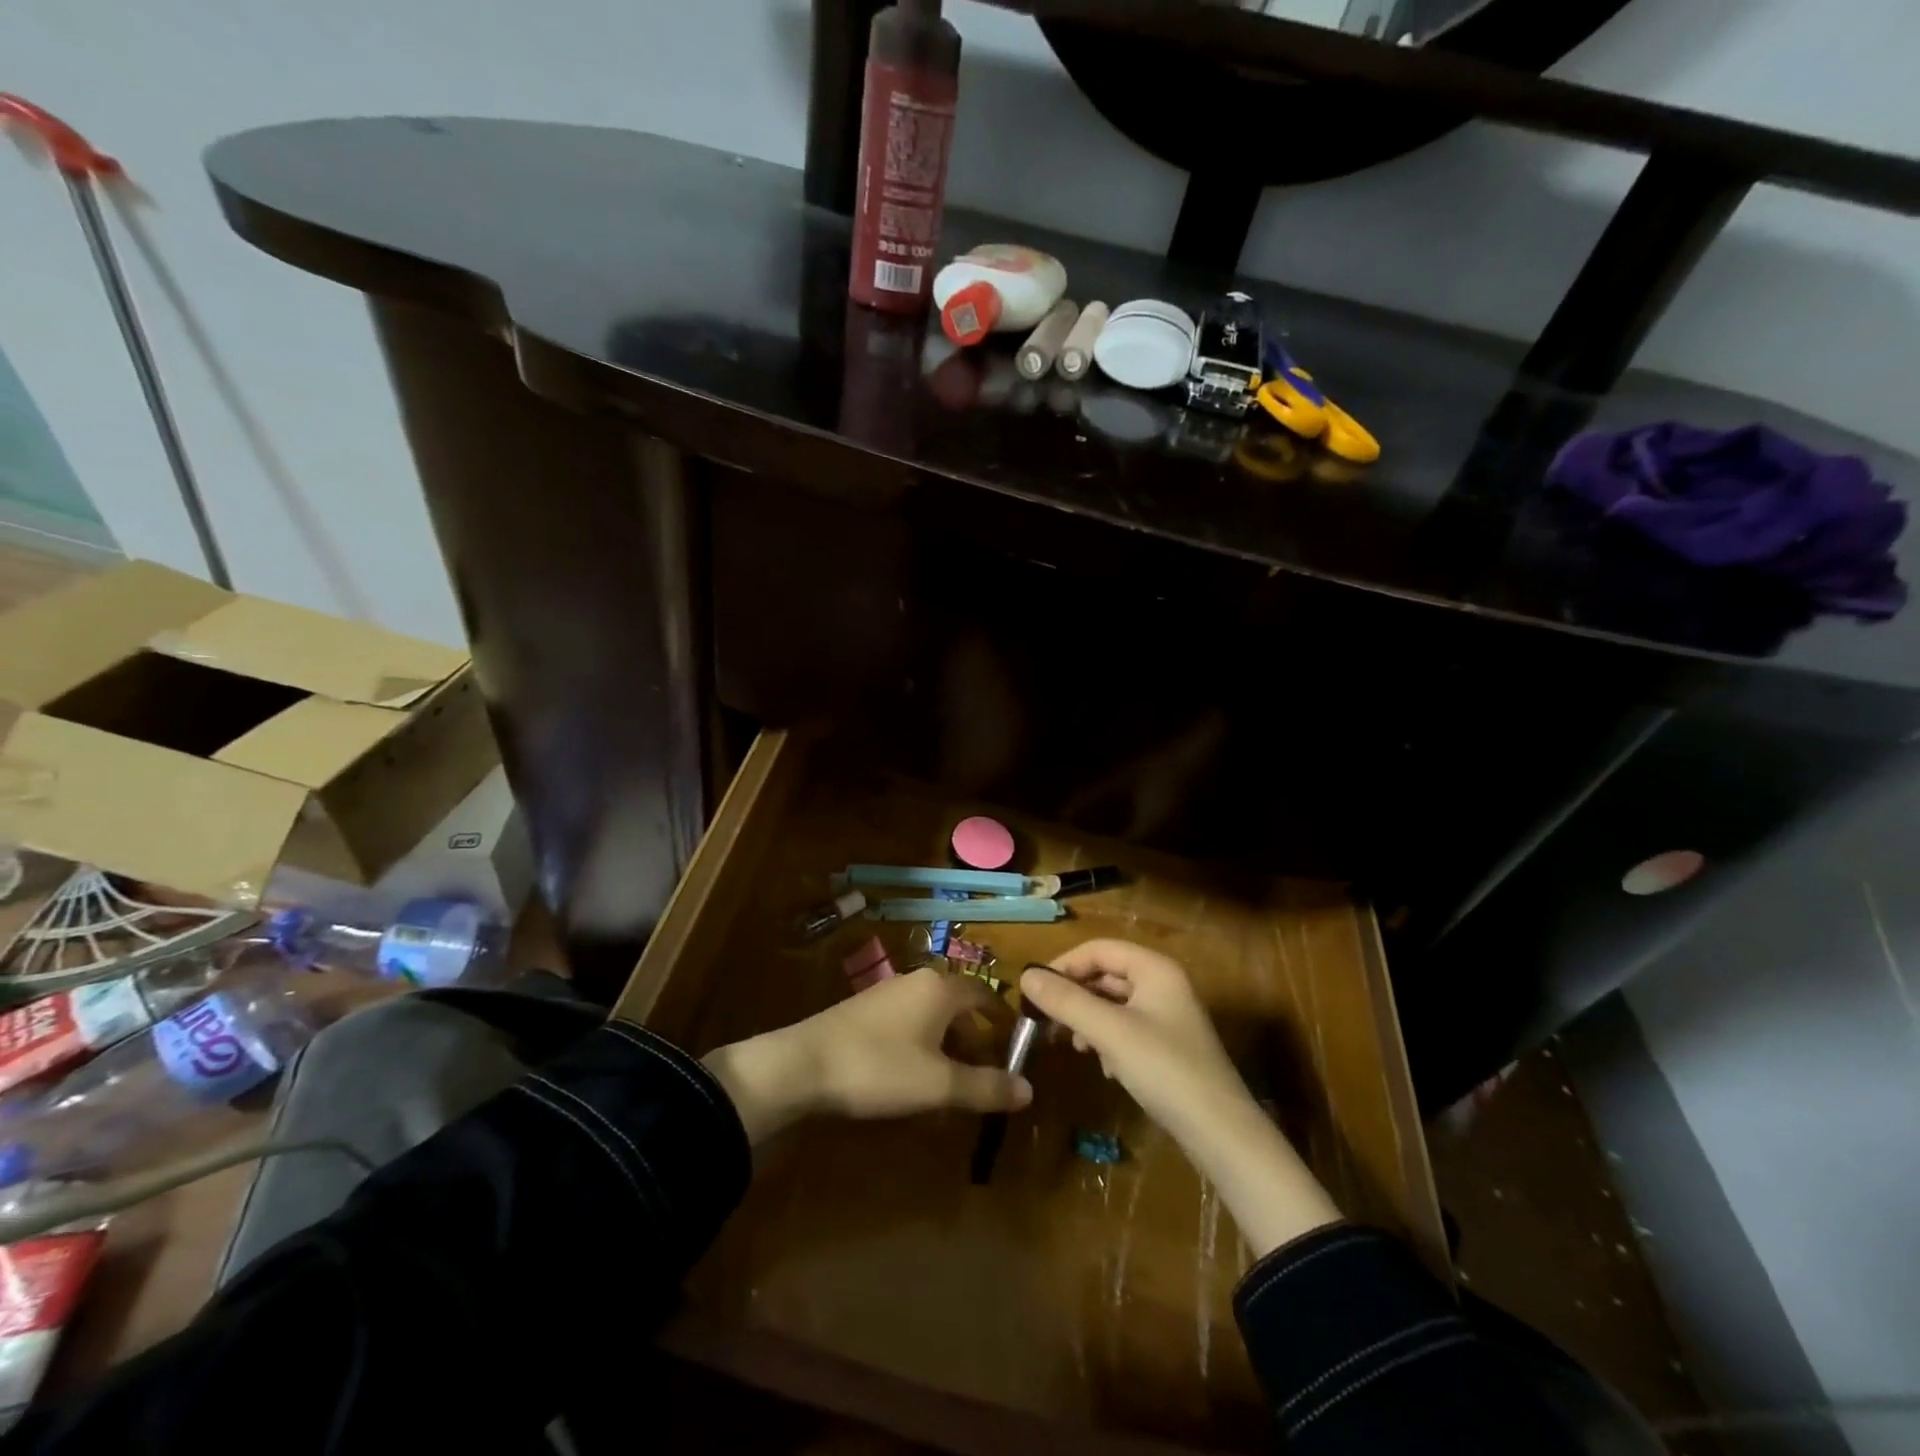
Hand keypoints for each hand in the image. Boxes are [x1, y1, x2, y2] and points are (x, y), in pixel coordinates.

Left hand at [703, 968, 1031, 1143]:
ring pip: (932, 1015)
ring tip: (953, 1082)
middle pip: (958, 1005)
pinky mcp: (865, 1011)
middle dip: (975, 1038)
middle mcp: (917, 981)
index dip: (1002, 1018)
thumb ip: (985, 1087)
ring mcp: (887, 993)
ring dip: (948, 1044)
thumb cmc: (880, 1068)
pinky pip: (909, 1022)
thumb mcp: (939, 1084)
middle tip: (987, 1073)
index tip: (1016, 1044)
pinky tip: (914, 1076)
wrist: (803, 1065)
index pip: (984, 994)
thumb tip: (1029, 1091)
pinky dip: (923, 1044)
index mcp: (940, 989)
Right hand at [1018, 940, 1247, 1142]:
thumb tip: (1025, 976)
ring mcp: (1168, 1016)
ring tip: (1074, 1044)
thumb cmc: (1164, 1070)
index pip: (1099, 948)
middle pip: (1106, 974)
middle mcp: (1163, 984)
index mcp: (1155, 969)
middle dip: (1075, 995)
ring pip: (1114, 1004)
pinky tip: (1103, 1066)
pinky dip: (1107, 1040)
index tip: (1034, 990)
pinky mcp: (1168, 1046)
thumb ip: (1066, 1001)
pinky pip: (1126, 1028)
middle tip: (1046, 1019)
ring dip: (1088, 1019)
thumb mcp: (1109, 1032)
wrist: (1221, 1133)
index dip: (1064, 964)